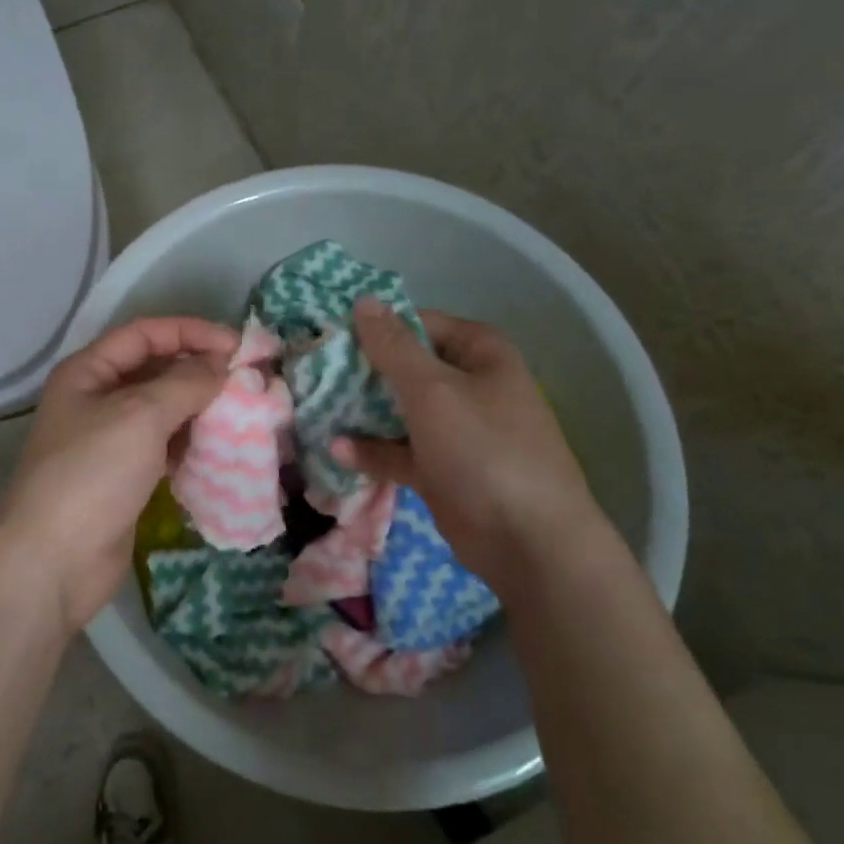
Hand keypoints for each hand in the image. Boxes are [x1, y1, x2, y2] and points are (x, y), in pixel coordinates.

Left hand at [0, 317, 238, 628]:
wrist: (54, 562)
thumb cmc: (92, 474)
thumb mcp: (140, 416)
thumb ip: (185, 383)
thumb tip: (221, 365)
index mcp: (88, 372)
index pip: (144, 333)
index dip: (190, 332)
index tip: (236, 346)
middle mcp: (96, 399)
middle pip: (155, 369)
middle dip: (199, 370)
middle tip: (248, 379)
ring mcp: (110, 440)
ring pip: (163, 410)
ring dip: (200, 407)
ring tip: (243, 411)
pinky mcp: (125, 477)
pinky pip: (164, 446)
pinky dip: (191, 442)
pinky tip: (221, 447)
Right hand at [334, 300, 606, 592]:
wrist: (528, 542)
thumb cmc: (483, 449)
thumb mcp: (432, 389)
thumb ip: (393, 346)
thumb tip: (364, 301)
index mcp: (480, 354)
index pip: (420, 324)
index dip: (377, 327)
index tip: (332, 335)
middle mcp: (469, 385)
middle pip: (407, 367)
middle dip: (363, 371)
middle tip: (315, 371)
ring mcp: (457, 430)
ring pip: (400, 410)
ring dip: (362, 411)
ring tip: (317, 406)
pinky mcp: (443, 469)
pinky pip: (400, 450)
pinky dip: (372, 450)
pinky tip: (336, 450)